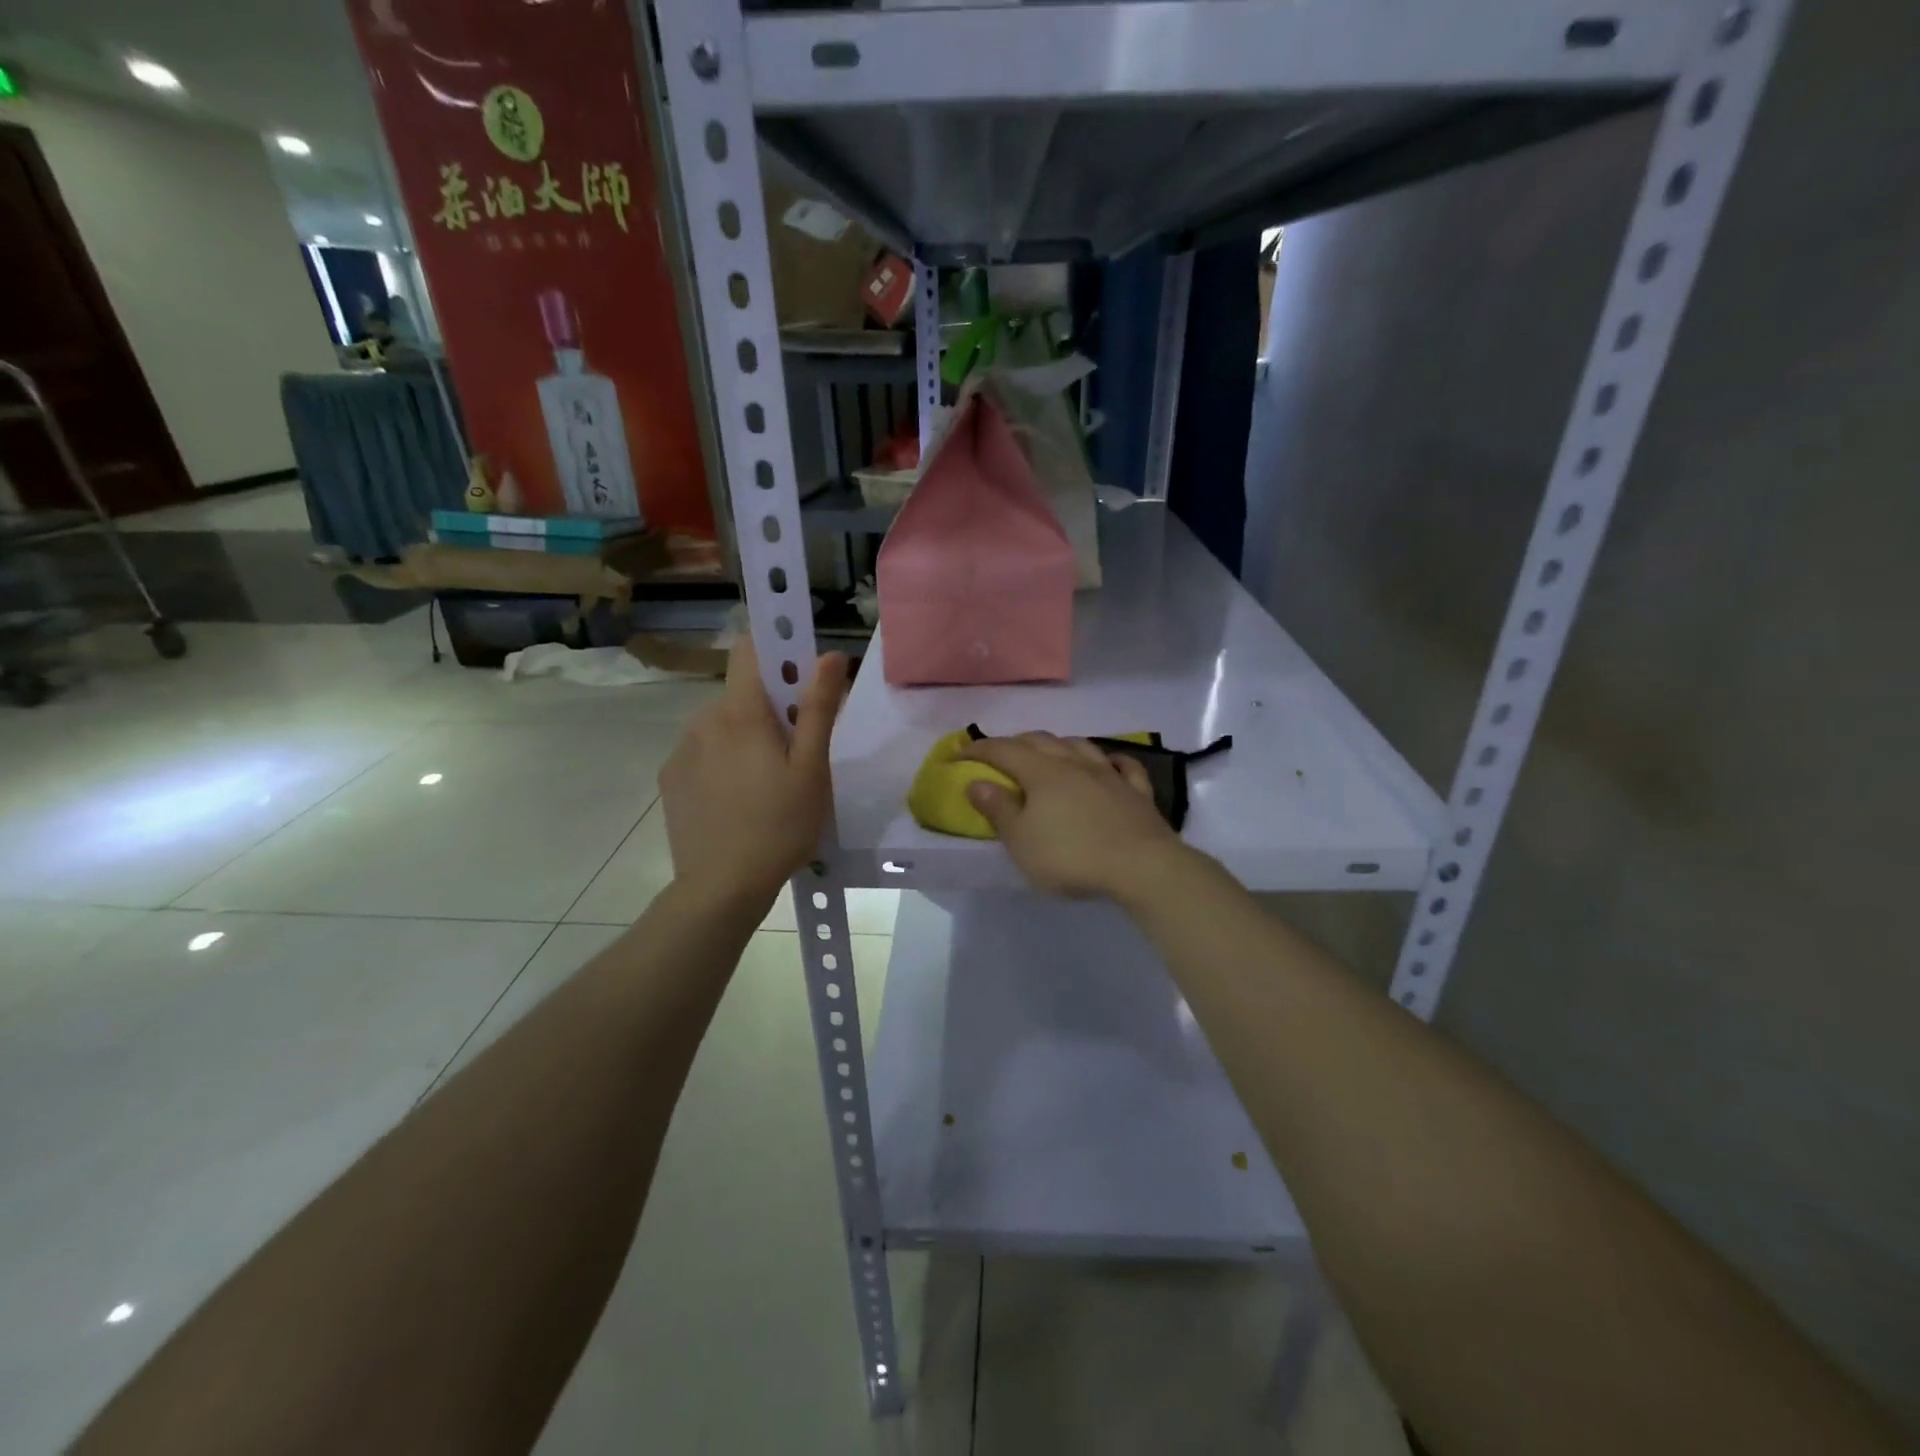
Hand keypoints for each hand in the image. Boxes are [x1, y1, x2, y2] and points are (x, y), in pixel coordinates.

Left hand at [659, 641, 848, 909]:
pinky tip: (737, 801)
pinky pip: (703, 752)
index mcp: (742, 713)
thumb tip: (831, 655)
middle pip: (742, 694)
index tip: (800, 674)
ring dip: (745, 737)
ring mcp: (681, 749)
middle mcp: (703, 719)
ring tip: (765, 786)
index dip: (777, 650)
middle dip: (770, 710)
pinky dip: (722, 762)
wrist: (721, 888)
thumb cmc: (780, 826)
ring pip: (722, 724)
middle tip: (794, 755)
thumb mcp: (812, 768)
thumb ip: (820, 708)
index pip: (750, 649)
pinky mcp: (670, 777)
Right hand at [959, 732, 1187, 901]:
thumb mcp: (1022, 841)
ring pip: (1080, 745)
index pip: (1003, 751)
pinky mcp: (1137, 792)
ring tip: (1048, 753)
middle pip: (1040, 741)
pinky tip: (1108, 763)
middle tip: (998, 755)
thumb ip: (999, 810)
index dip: (977, 750)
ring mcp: (1109, 774)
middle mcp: (1074, 764)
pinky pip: (1123, 765)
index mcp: (1042, 773)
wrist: (1142, 867)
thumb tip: (976, 782)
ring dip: (1058, 745)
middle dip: (1014, 742)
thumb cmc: (1071, 856)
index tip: (957, 754)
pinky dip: (1110, 760)